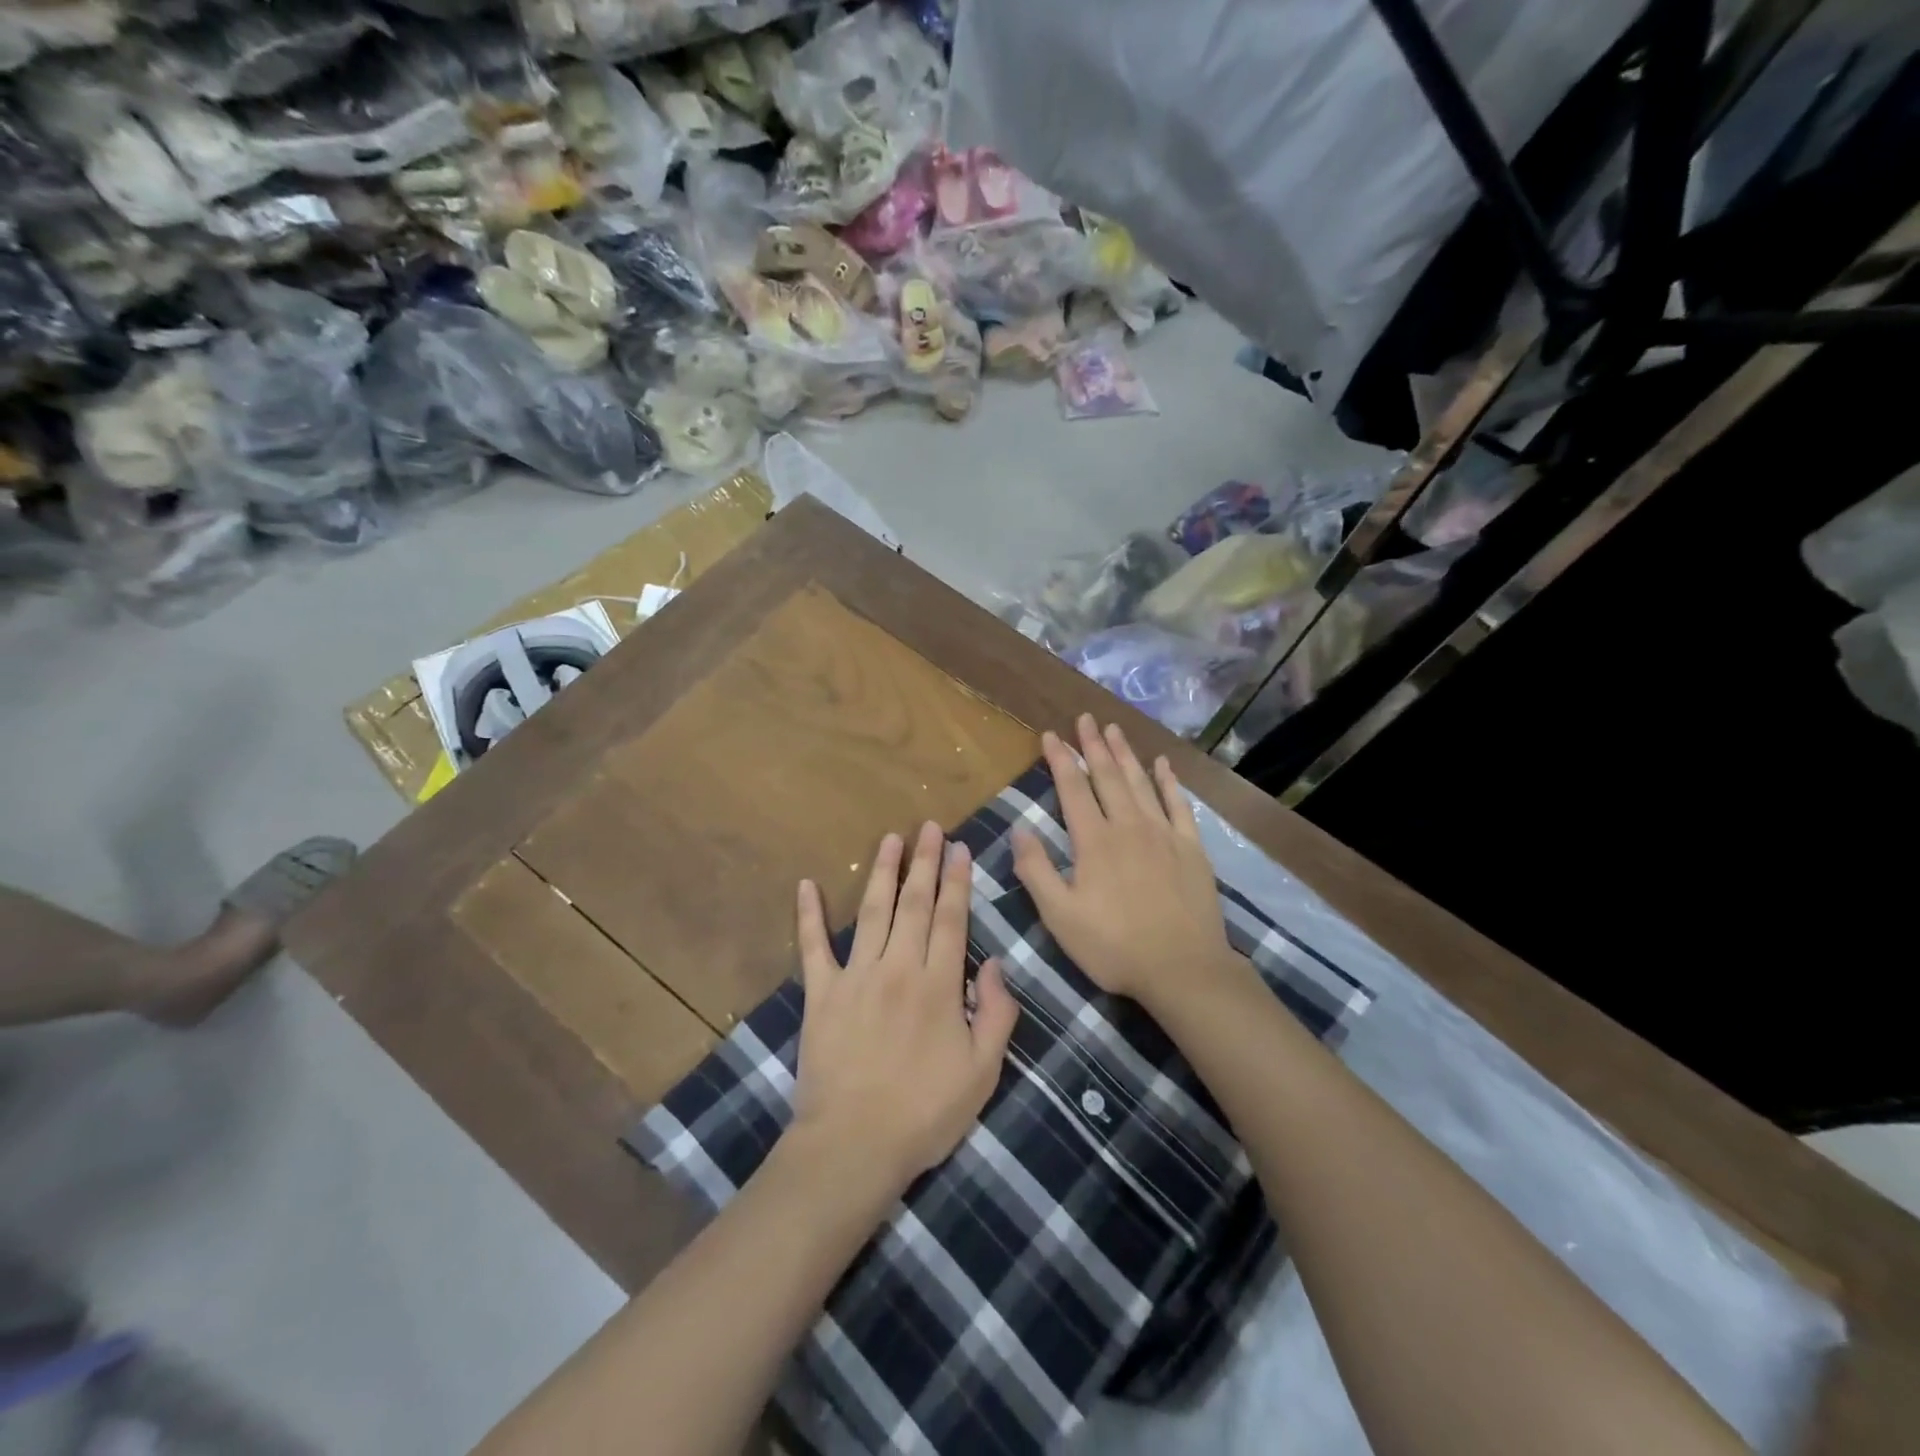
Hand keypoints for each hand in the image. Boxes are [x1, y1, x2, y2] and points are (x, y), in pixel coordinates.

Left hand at [791, 822, 1019, 1197]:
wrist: (854, 1145)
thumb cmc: (925, 1113)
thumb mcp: (983, 1072)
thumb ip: (997, 1013)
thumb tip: (996, 964)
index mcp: (939, 984)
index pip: (951, 918)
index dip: (957, 880)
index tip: (960, 848)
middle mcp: (898, 967)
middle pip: (914, 903)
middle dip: (925, 862)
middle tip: (930, 827)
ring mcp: (855, 977)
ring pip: (872, 912)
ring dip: (883, 873)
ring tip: (891, 839)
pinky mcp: (820, 994)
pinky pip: (813, 947)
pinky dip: (808, 915)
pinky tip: (806, 885)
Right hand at [1012, 716, 1238, 1008]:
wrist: (1183, 969)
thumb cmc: (1114, 946)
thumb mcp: (1060, 916)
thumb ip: (1036, 870)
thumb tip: (1020, 828)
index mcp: (1094, 841)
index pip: (1073, 789)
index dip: (1060, 760)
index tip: (1050, 735)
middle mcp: (1128, 826)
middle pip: (1108, 776)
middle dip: (1093, 745)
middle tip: (1085, 718)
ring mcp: (1164, 834)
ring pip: (1140, 783)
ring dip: (1125, 754)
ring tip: (1114, 729)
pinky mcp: (1191, 848)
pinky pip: (1179, 805)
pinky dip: (1168, 782)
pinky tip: (1162, 765)